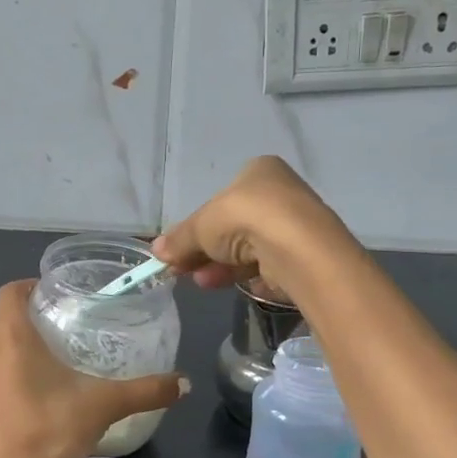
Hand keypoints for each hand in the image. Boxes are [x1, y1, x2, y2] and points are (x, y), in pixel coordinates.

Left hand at [0, 281, 185, 457]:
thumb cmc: (50, 428)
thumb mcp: (104, 405)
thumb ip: (145, 391)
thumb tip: (185, 384)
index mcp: (10, 335)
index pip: (10, 292)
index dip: (28, 287)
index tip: (52, 296)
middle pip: (2, 323)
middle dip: (27, 324)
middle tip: (60, 334)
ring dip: (12, 355)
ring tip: (46, 370)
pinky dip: (2, 385)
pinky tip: (28, 406)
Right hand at [152, 156, 351, 298]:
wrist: (295, 248)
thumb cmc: (245, 218)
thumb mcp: (201, 226)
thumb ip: (180, 239)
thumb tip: (155, 251)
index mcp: (259, 171)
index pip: (222, 197)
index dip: (198, 224)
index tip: (179, 247)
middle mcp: (280, 194)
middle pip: (233, 226)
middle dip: (205, 249)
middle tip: (182, 268)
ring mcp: (293, 227)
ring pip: (247, 249)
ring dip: (218, 265)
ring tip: (198, 281)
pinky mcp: (301, 256)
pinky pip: (264, 266)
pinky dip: (242, 276)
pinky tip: (222, 286)